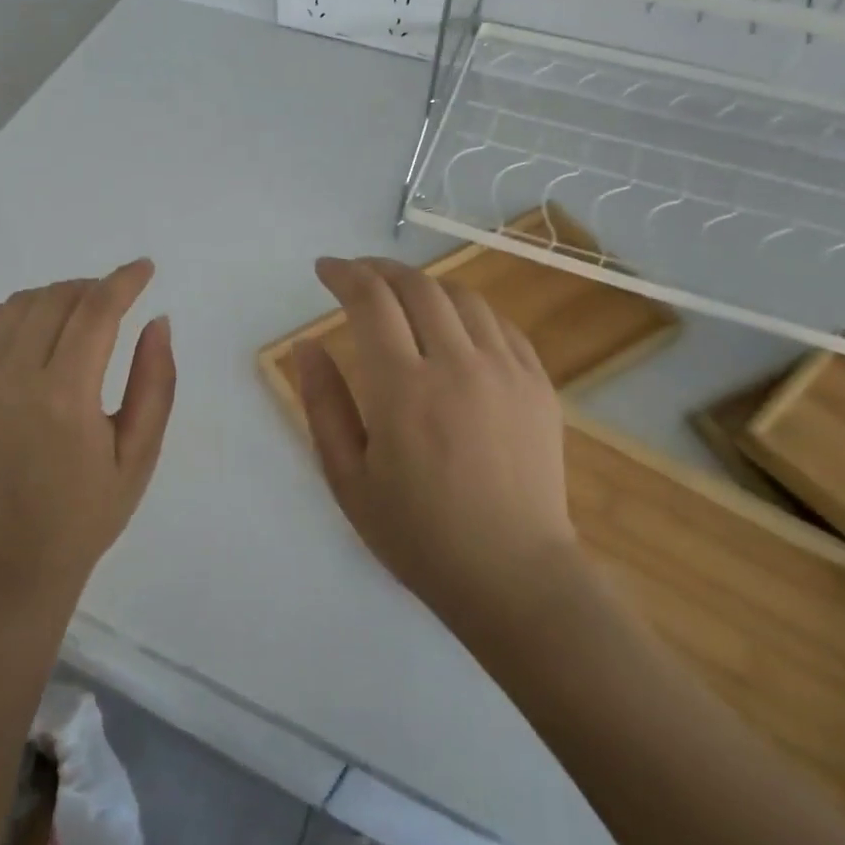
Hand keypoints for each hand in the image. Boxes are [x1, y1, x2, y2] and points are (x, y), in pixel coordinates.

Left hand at [0, 260, 175, 610]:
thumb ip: (155, 382)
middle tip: (116, 301)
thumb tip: (158, 320)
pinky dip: (5, 312)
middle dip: (94, 287)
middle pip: (57, 299)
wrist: (15, 557)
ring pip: (18, 306)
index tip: (145, 269)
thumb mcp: (141, 452)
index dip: (124, 281)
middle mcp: (15, 380)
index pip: (97, 312)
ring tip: (78, 315)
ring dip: (55, 296)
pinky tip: (29, 328)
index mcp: (67, 398)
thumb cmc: (89, 510)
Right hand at [294, 257, 575, 630]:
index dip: (344, 274)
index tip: (325, 269)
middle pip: (417, 285)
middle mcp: (457, 364)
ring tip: (401, 296)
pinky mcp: (537, 383)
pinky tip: (452, 326)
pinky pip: (499, 324)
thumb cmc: (418, 534)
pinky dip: (466, 310)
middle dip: (380, 269)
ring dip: (423, 284)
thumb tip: (306, 344)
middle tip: (358, 275)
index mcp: (403, 389)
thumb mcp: (348, 479)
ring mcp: (505, 370)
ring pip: (461, 296)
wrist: (513, 575)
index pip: (371, 300)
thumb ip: (322, 404)